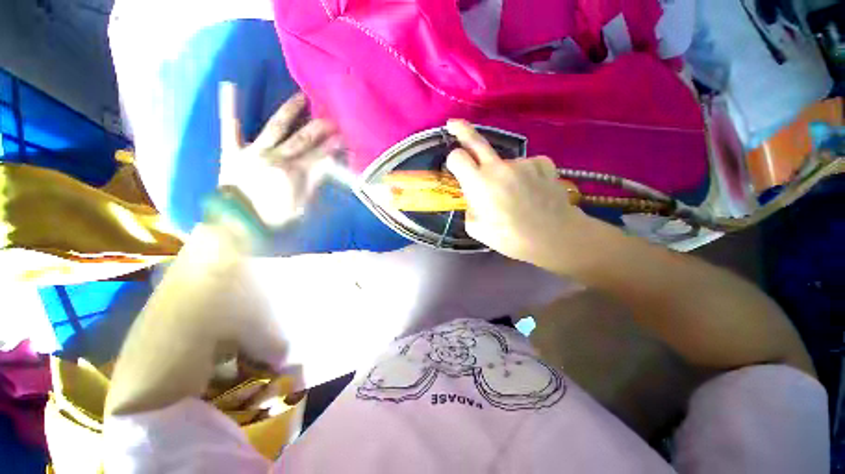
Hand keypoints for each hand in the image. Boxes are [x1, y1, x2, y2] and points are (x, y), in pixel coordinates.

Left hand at [218, 83, 337, 226]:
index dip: (334, 145)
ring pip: (276, 126)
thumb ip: (315, 183)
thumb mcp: (302, 206)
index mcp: (294, 173)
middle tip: (332, 115)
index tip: (346, 136)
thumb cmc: (273, 219)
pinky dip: (229, 107)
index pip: (320, 155)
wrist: (236, 225)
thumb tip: (328, 164)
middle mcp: (276, 157)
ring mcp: (253, 151)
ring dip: (290, 110)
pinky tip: (229, 84)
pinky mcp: (232, 151)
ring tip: (301, 95)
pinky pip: (230, 127)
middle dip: (320, 126)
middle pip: (303, 138)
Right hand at [444, 119, 591, 270]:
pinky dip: (524, 175)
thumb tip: (475, 198)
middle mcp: (499, 167)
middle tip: (454, 124)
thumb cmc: (510, 238)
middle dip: (462, 130)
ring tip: (515, 196)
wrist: (553, 237)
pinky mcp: (543, 163)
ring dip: (503, 174)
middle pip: (476, 141)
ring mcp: (523, 162)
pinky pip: (526, 165)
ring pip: (504, 163)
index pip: (457, 157)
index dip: (453, 160)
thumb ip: (470, 208)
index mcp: (479, 183)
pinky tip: (531, 190)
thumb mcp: (476, 228)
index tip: (455, 166)